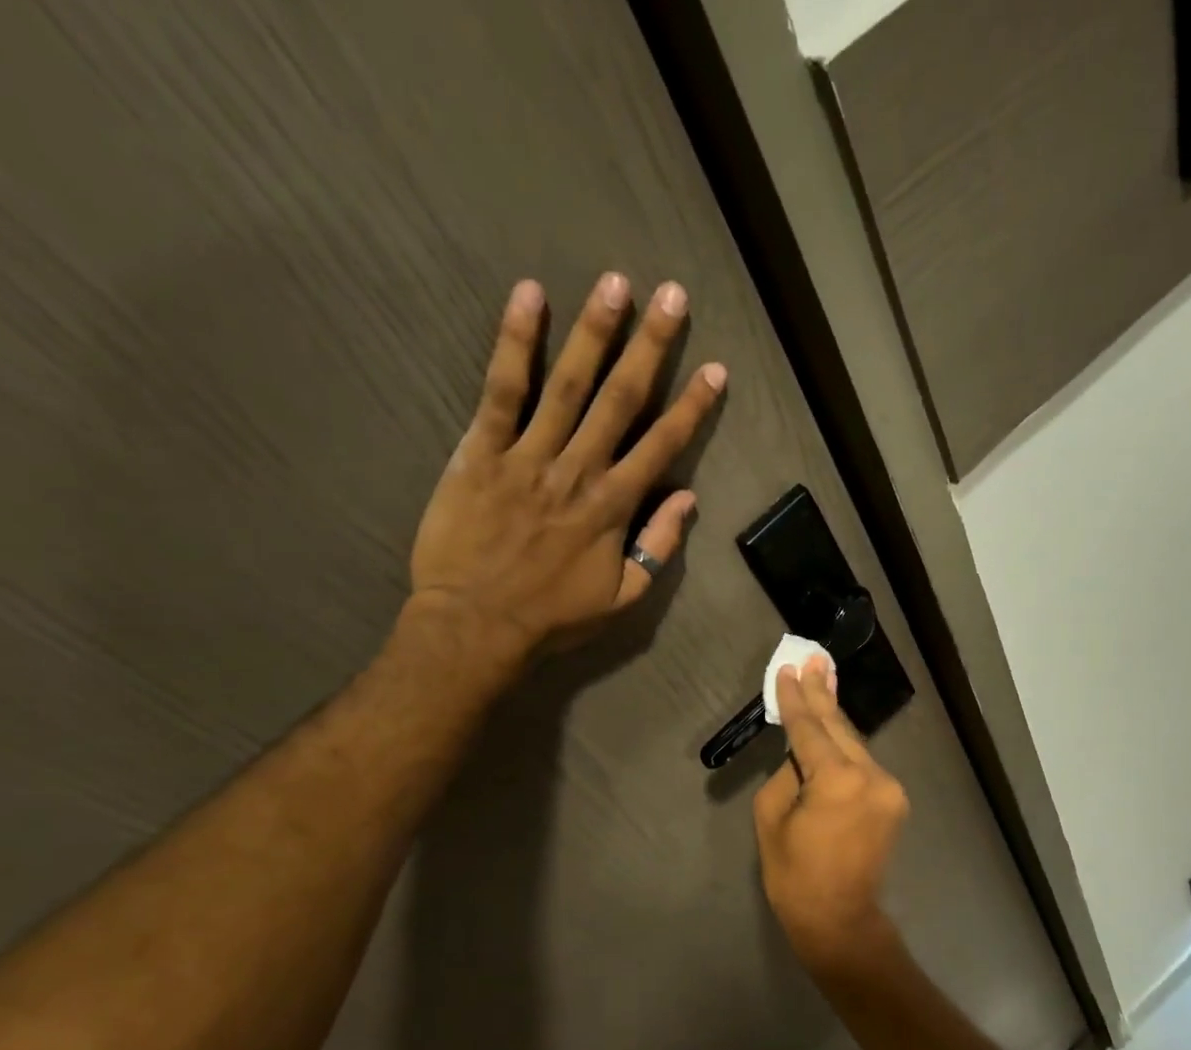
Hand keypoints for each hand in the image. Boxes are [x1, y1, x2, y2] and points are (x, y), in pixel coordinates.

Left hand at [409, 274, 725, 662]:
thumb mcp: (621, 599)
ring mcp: (528, 456)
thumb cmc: (551, 618)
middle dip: (651, 346)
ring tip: (615, 283)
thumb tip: (688, 500)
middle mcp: (578, 470)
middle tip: (673, 295)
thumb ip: (657, 548)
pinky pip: (501, 391)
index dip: (692, 406)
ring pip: (567, 384)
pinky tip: (528, 297)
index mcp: (613, 506)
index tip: (715, 369)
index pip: (662, 446)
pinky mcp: (481, 452)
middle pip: (621, 399)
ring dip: (593, 331)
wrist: (476, 625)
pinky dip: (515, 343)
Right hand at [753, 657, 909, 973]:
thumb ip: (787, 774)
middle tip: (813, 659)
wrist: (840, 919)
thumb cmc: (794, 875)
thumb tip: (801, 756)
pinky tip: (832, 729)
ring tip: (822, 680)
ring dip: (834, 719)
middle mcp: (871, 776)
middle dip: (823, 694)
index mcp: (836, 780)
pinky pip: (862, 765)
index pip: (809, 729)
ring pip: (854, 744)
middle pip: (839, 727)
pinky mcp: (894, 800)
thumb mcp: (772, 819)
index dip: (796, 699)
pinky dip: (844, 748)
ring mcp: (888, 788)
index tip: (788, 669)